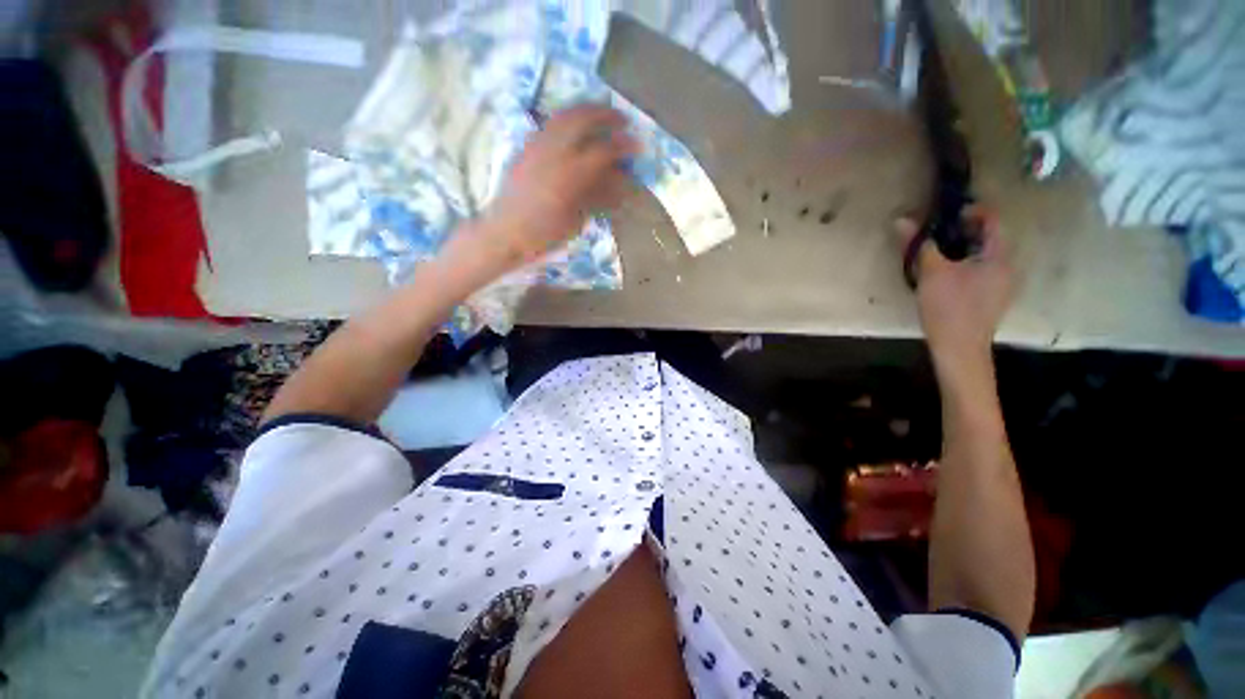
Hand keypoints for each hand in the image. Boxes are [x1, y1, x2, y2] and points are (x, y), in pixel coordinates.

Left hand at [469, 105, 639, 268]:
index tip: (637, 145)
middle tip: (622, 119)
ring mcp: (536, 145)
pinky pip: (548, 123)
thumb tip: (619, 184)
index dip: (624, 146)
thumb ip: (598, 197)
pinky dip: (566, 118)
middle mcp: (553, 151)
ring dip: (586, 110)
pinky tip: (573, 125)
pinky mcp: (525, 147)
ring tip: (600, 113)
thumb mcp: (577, 219)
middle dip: (606, 115)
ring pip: (563, 115)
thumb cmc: (544, 234)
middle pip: (583, 119)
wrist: (504, 232)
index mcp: (570, 174)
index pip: (603, 150)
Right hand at [898, 208, 1015, 366]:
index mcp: (999, 256)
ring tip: (937, 253)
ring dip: (962, 249)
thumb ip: (919, 245)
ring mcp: (1001, 285)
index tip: (946, 213)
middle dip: (963, 231)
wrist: (960, 348)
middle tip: (936, 233)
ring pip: (983, 256)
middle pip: (988, 238)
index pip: (992, 221)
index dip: (971, 211)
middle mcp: (1007, 267)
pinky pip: (980, 272)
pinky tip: (945, 276)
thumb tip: (902, 220)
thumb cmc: (949, 307)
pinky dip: (964, 265)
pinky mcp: (991, 299)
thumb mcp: (931, 273)